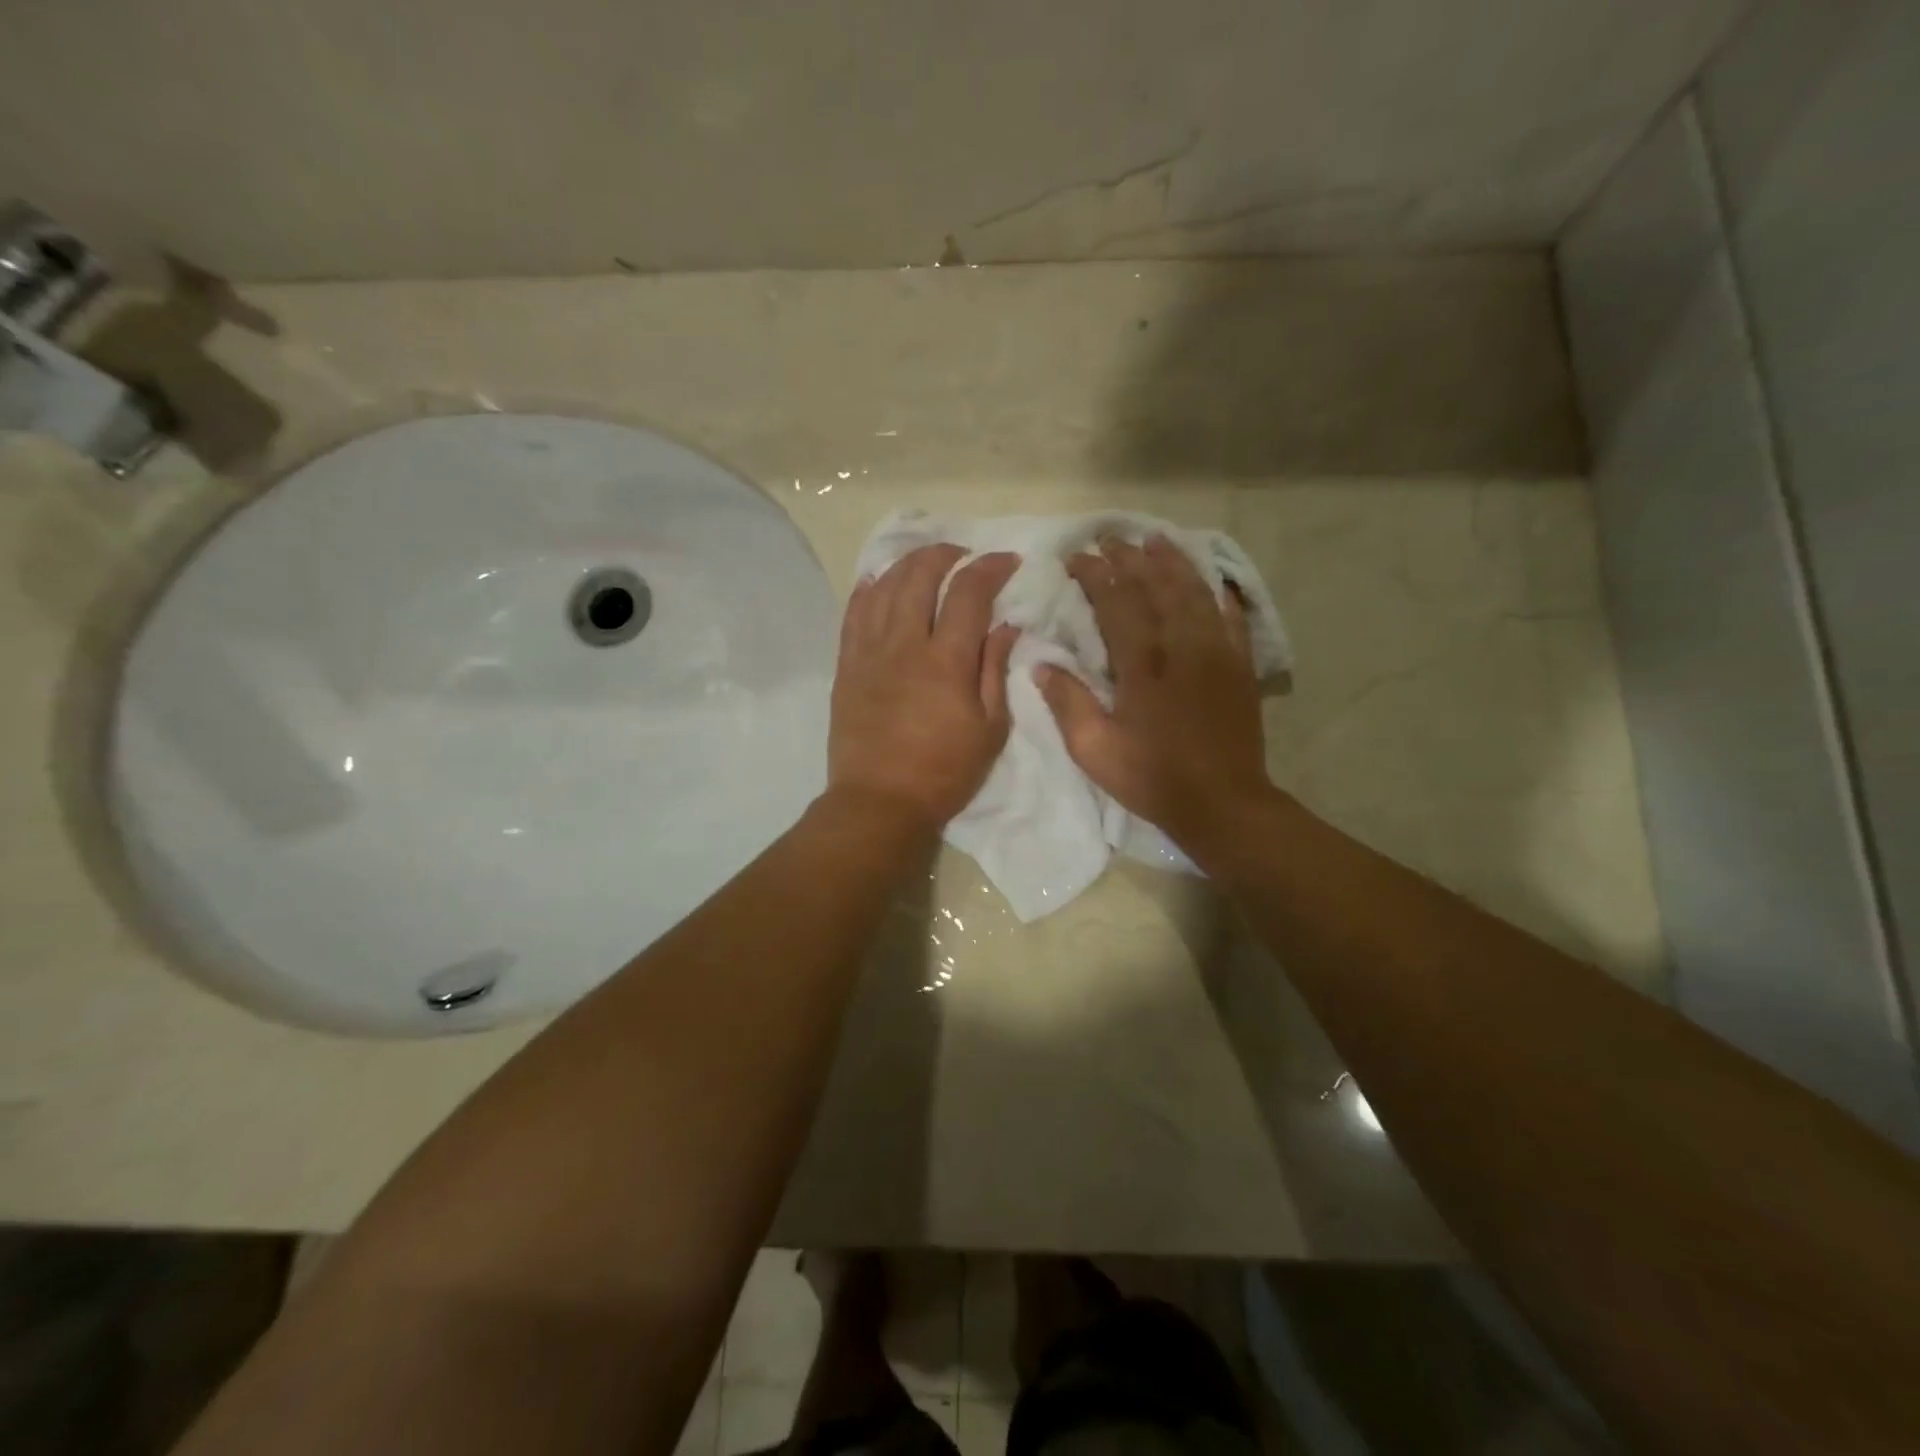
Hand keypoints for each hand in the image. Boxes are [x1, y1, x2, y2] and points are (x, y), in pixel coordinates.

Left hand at [829, 544, 1020, 829]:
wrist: (879, 802)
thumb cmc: (944, 772)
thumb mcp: (989, 729)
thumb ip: (995, 670)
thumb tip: (1006, 625)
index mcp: (946, 661)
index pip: (969, 594)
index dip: (990, 568)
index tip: (1007, 561)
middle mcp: (904, 645)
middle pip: (920, 577)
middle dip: (945, 555)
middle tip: (963, 556)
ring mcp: (869, 653)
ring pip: (884, 588)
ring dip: (907, 564)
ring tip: (925, 561)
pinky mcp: (846, 666)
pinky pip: (853, 614)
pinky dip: (867, 590)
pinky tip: (877, 580)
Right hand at [1037, 536, 1273, 855]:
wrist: (1223, 803)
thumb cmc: (1153, 778)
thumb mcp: (1095, 750)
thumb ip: (1068, 703)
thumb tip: (1042, 665)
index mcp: (1144, 664)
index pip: (1117, 602)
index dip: (1096, 574)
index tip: (1077, 556)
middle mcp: (1183, 645)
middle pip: (1156, 586)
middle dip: (1131, 558)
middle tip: (1110, 538)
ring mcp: (1217, 652)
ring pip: (1194, 591)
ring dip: (1173, 562)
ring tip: (1155, 540)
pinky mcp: (1240, 665)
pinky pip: (1231, 616)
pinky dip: (1217, 592)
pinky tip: (1209, 579)